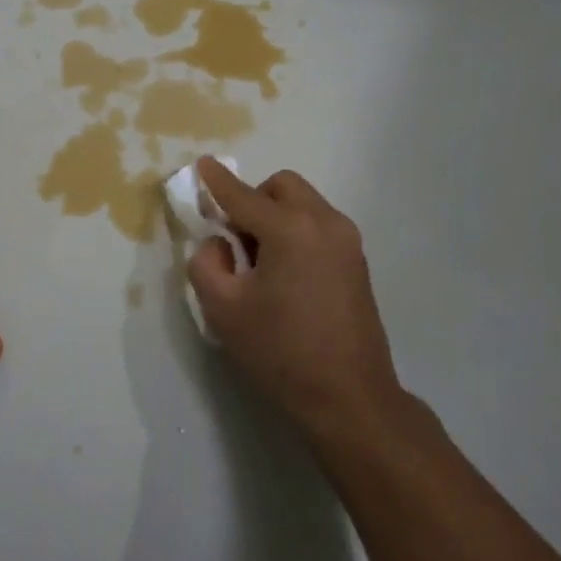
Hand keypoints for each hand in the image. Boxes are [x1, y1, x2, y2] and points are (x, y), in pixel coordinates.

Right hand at [187, 159, 402, 440]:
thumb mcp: (223, 310)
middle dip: (253, 199)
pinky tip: (286, 276)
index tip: (202, 164)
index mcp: (290, 229)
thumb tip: (220, 243)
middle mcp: (324, 222)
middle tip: (235, 239)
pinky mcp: (358, 261)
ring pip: (303, 204)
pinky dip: (296, 232)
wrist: (350, 397)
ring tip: (260, 264)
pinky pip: (319, 226)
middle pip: (282, 187)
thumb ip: (207, 263)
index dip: (217, 181)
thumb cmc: (281, 352)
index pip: (243, 196)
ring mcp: (347, 241)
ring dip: (276, 216)